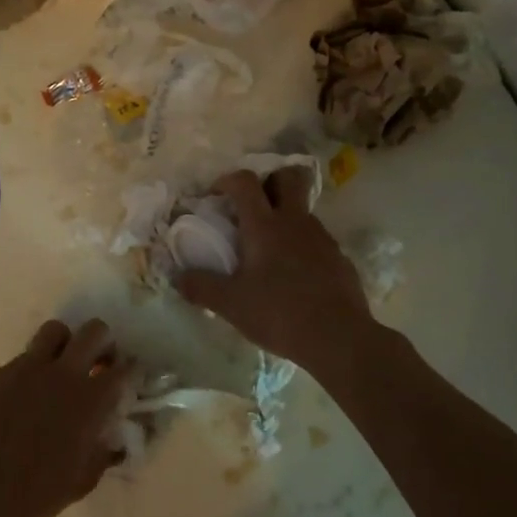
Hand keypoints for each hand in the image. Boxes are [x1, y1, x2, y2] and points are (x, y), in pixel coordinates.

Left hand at [0, 319, 132, 516]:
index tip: (130, 376)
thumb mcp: (81, 481)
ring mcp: (28, 368)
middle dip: (103, 342)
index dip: (131, 369)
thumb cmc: (34, 496)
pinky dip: (32, 369)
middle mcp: (63, 374)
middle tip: (98, 363)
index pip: (124, 369)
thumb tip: (115, 441)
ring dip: (66, 343)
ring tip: (61, 366)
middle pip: (94, 331)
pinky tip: (25, 395)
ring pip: (56, 331)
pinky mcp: (0, 373)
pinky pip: (24, 358)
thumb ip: (103, 453)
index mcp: (90, 401)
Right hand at [175, 167, 377, 372]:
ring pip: (303, 209)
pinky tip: (294, 275)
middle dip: (269, 180)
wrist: (340, 339)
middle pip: (288, 177)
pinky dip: (302, 245)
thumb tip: (177, 277)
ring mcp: (321, 238)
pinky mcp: (339, 258)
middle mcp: (295, 222)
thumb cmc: (280, 314)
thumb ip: (201, 287)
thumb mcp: (231, 305)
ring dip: (285, 216)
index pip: (245, 182)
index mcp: (264, 225)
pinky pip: (316, 239)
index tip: (216, 195)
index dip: (227, 180)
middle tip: (253, 205)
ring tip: (269, 249)